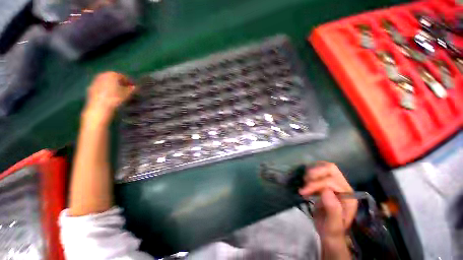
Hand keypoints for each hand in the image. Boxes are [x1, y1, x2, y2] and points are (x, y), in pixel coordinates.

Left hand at [83, 72, 134, 122]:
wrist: (99, 107)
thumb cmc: (115, 98)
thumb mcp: (127, 94)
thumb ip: (131, 89)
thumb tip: (134, 87)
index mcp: (112, 74)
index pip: (123, 77)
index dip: (129, 82)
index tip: (133, 87)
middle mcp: (103, 75)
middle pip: (113, 78)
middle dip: (120, 83)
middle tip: (126, 89)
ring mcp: (95, 81)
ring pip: (107, 82)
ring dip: (112, 86)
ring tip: (118, 93)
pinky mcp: (91, 88)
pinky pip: (101, 87)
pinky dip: (106, 90)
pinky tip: (110, 96)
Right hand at [298, 162, 357, 239]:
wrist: (330, 232)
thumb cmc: (332, 230)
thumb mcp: (333, 225)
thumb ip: (333, 209)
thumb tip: (326, 190)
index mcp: (348, 196)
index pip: (330, 181)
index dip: (315, 184)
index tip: (303, 191)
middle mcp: (343, 186)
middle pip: (330, 168)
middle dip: (315, 172)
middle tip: (304, 181)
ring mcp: (335, 183)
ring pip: (324, 166)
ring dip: (311, 172)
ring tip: (305, 182)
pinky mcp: (327, 182)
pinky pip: (318, 170)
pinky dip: (310, 172)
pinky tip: (306, 181)